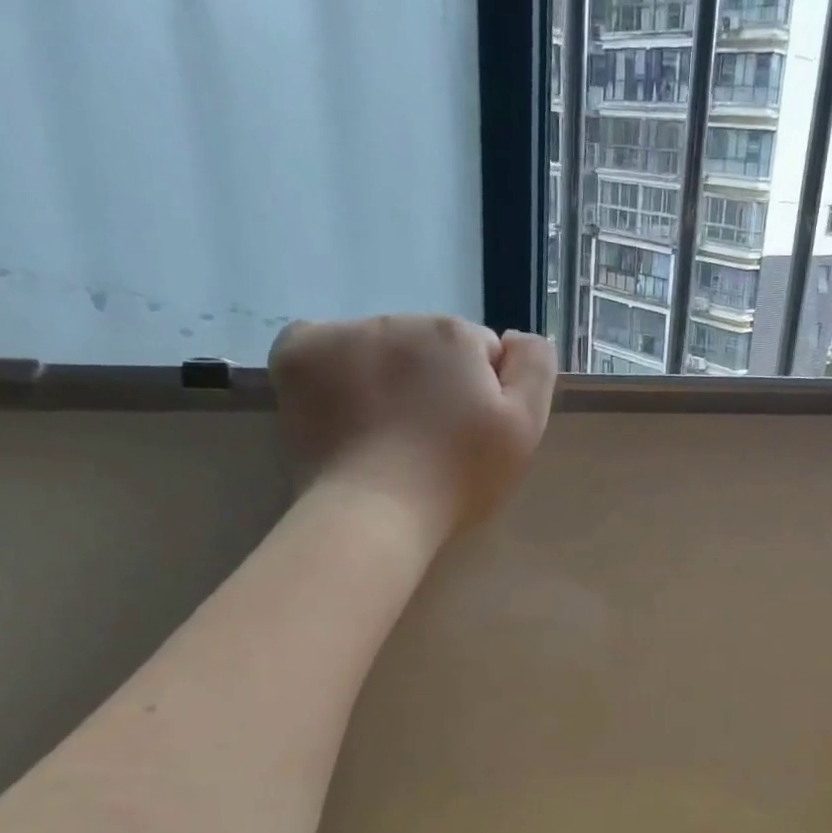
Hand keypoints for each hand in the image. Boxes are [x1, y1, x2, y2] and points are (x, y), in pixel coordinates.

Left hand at [268, 316, 555, 532]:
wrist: (374, 512)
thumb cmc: (458, 475)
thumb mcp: (526, 426)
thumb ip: (534, 367)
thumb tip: (513, 336)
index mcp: (455, 334)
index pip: (479, 353)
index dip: (481, 393)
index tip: (469, 433)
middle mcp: (398, 319)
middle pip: (428, 346)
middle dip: (433, 380)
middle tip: (428, 439)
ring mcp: (342, 334)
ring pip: (379, 346)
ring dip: (387, 375)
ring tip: (383, 432)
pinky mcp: (297, 354)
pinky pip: (324, 345)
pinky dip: (333, 369)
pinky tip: (343, 407)